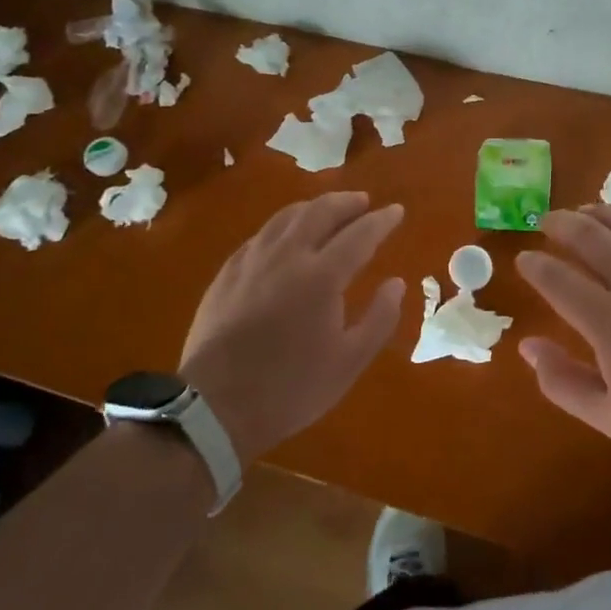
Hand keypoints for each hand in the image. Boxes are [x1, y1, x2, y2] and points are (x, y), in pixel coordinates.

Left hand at [180, 192, 404, 465]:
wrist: (214, 407)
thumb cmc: (290, 388)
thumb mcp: (349, 362)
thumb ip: (379, 318)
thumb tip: (396, 283)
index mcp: (322, 276)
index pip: (360, 234)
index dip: (381, 220)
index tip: (396, 211)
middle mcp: (287, 256)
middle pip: (321, 212)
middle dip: (347, 202)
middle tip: (364, 202)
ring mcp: (252, 260)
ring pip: (287, 217)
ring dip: (314, 207)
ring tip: (329, 210)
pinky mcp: (227, 273)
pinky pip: (262, 235)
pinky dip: (284, 225)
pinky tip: (286, 236)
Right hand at [516, 206, 610, 482]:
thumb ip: (564, 383)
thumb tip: (527, 346)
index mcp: (610, 323)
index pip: (557, 279)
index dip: (535, 265)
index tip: (524, 259)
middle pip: (589, 236)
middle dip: (561, 223)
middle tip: (547, 221)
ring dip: (599, 212)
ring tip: (585, 211)